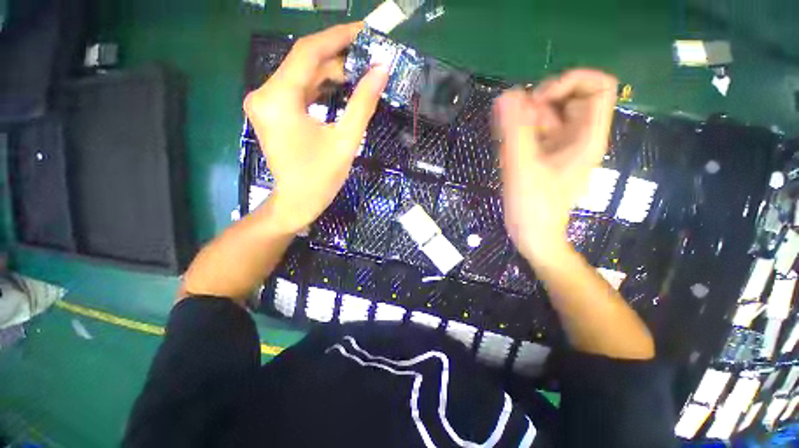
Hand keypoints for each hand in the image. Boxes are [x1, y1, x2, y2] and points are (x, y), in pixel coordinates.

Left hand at [244, 22, 388, 233]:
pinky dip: (320, 88)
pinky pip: (298, 90)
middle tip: (368, 58)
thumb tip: (381, 70)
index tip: (364, 30)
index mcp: (279, 98)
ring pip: (302, 76)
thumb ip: (363, 103)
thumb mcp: (346, 140)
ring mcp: (266, 102)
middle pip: (304, 63)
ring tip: (360, 74)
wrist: (297, 202)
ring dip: (330, 74)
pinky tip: (341, 88)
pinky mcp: (272, 112)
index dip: (337, 37)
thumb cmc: (321, 177)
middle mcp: (264, 93)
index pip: (308, 52)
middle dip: (337, 58)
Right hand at [494, 69, 616, 263]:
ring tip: (506, 141)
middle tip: (515, 123)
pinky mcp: (544, 157)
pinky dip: (519, 135)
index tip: (539, 99)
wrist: (533, 236)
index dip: (570, 82)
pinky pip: (534, 134)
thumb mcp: (522, 167)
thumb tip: (507, 95)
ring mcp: (560, 148)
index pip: (598, 87)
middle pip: (568, 99)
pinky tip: (506, 150)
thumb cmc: (533, 207)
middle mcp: (578, 138)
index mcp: (587, 137)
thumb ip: (515, 130)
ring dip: (523, 121)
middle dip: (538, 104)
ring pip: (546, 117)